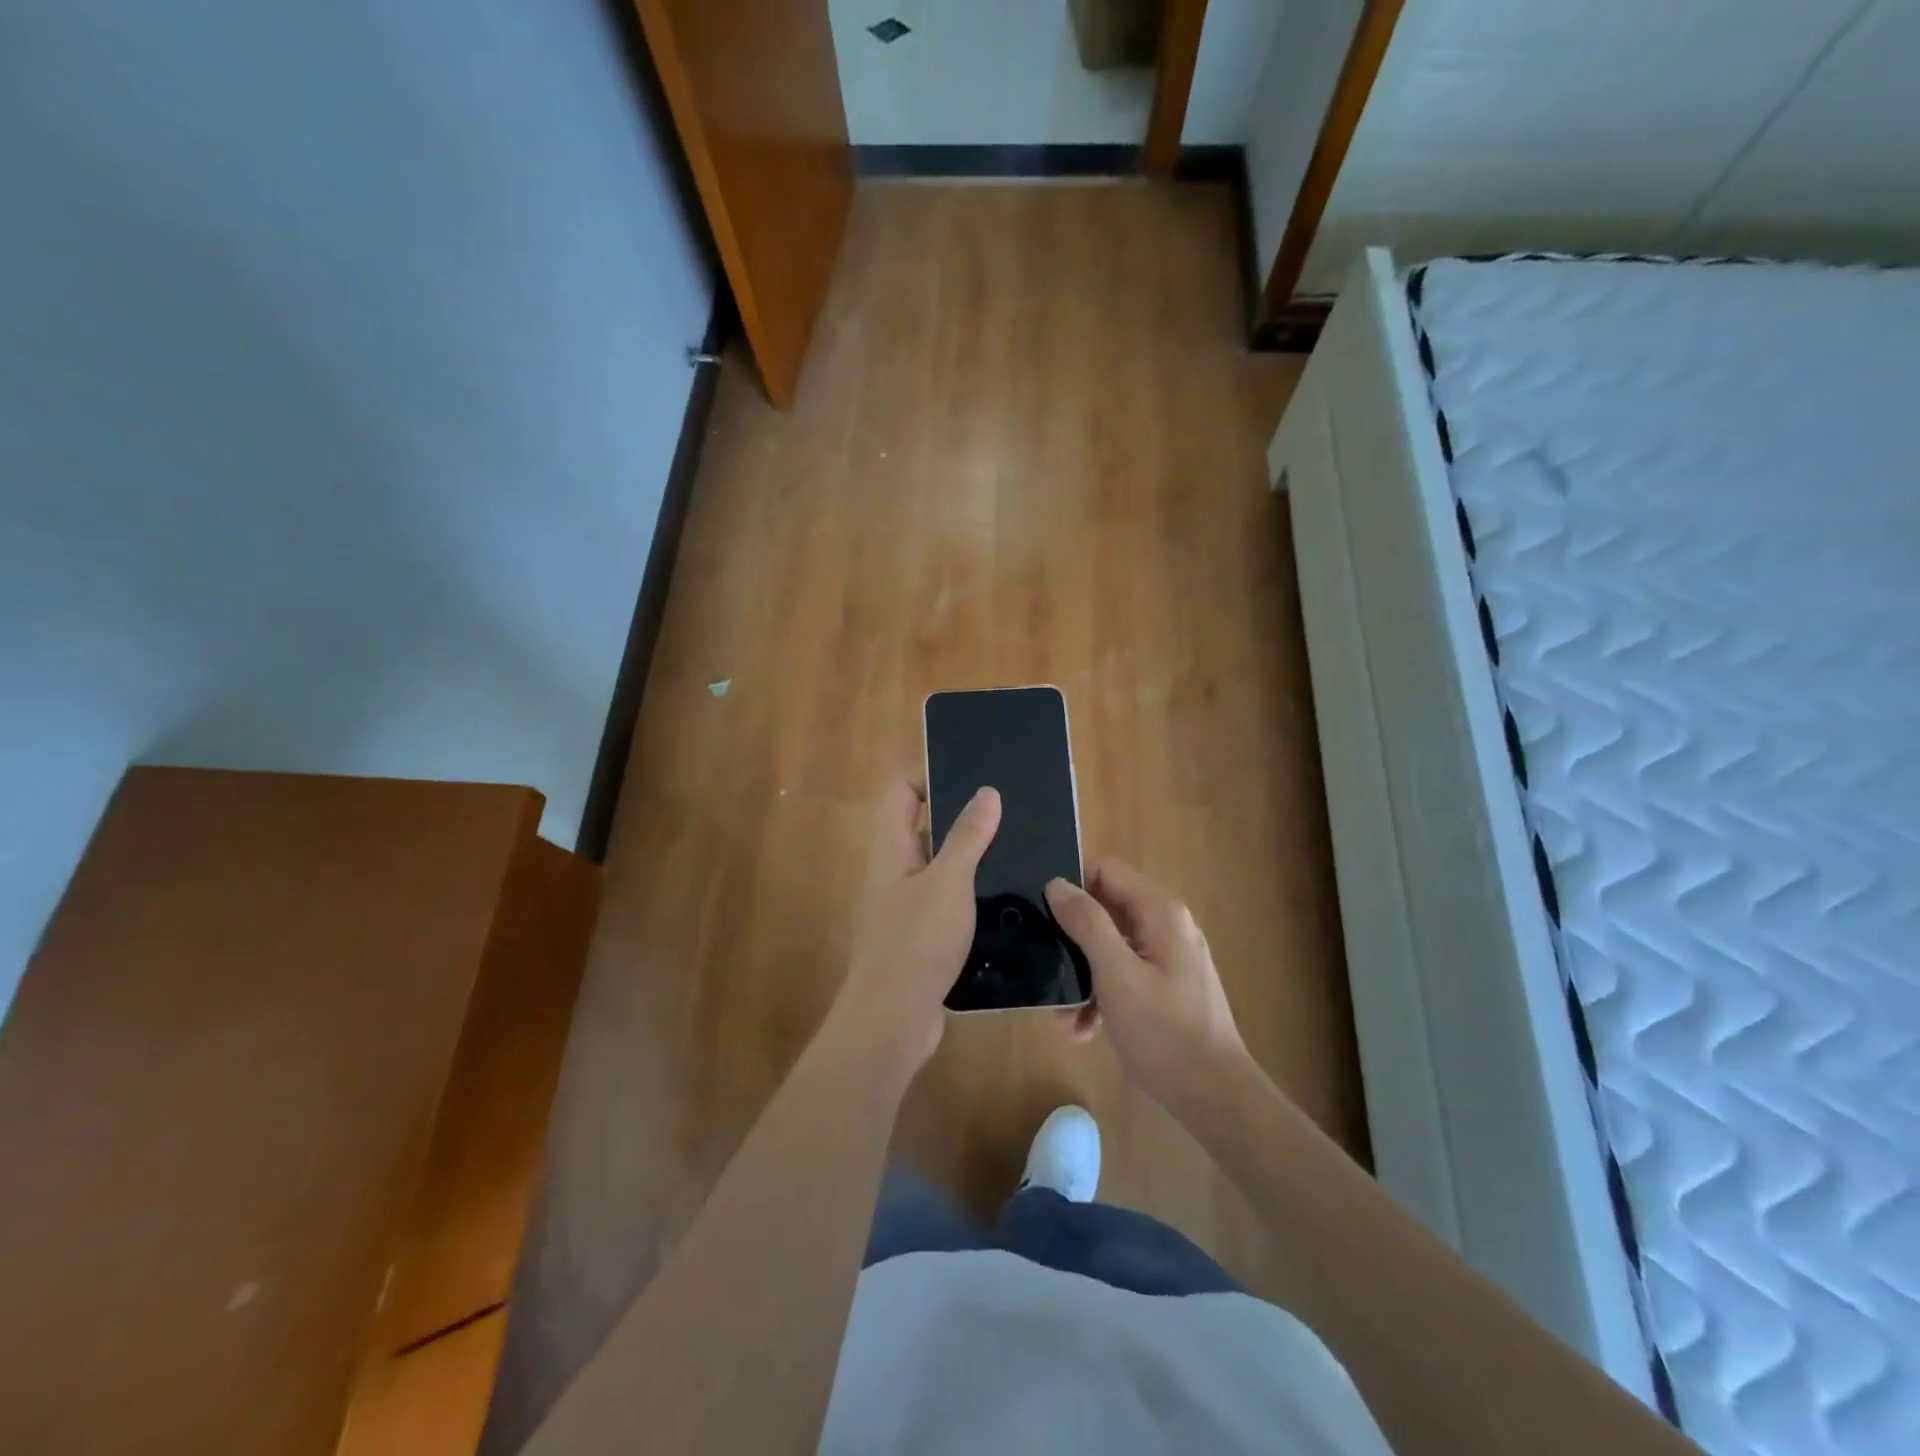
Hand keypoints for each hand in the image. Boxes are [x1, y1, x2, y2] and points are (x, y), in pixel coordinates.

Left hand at [824, 778, 1000, 1092]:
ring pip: (941, 869)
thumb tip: (987, 791)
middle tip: (1010, 818)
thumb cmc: (915, 942)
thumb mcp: (948, 883)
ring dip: (973, 862)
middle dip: (963, 820)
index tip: (973, 782)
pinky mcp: (922, 938)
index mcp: (892, 849)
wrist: (891, 1022)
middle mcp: (895, 872)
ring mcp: (907, 907)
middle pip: (924, 828)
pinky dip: (973, 899)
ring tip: (1019, 856)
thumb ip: (967, 837)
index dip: (929, 778)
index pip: (899, 792)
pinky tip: (1009, 903)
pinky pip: (948, 905)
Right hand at [1045, 859, 1250, 1117]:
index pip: (1106, 871)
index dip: (1071, 885)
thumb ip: (1086, 923)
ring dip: (1083, 975)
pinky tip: (1085, 1030)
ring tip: (1064, 1017)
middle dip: (1072, 940)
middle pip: (1106, 910)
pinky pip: (1125, 974)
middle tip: (1045, 968)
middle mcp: (1167, 926)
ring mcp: (1169, 957)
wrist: (1214, 1097)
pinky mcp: (1168, 986)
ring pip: (1111, 947)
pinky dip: (1103, 994)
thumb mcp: (1116, 975)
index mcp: (1160, 912)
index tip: (1041, 913)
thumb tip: (1056, 883)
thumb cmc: (1164, 1032)